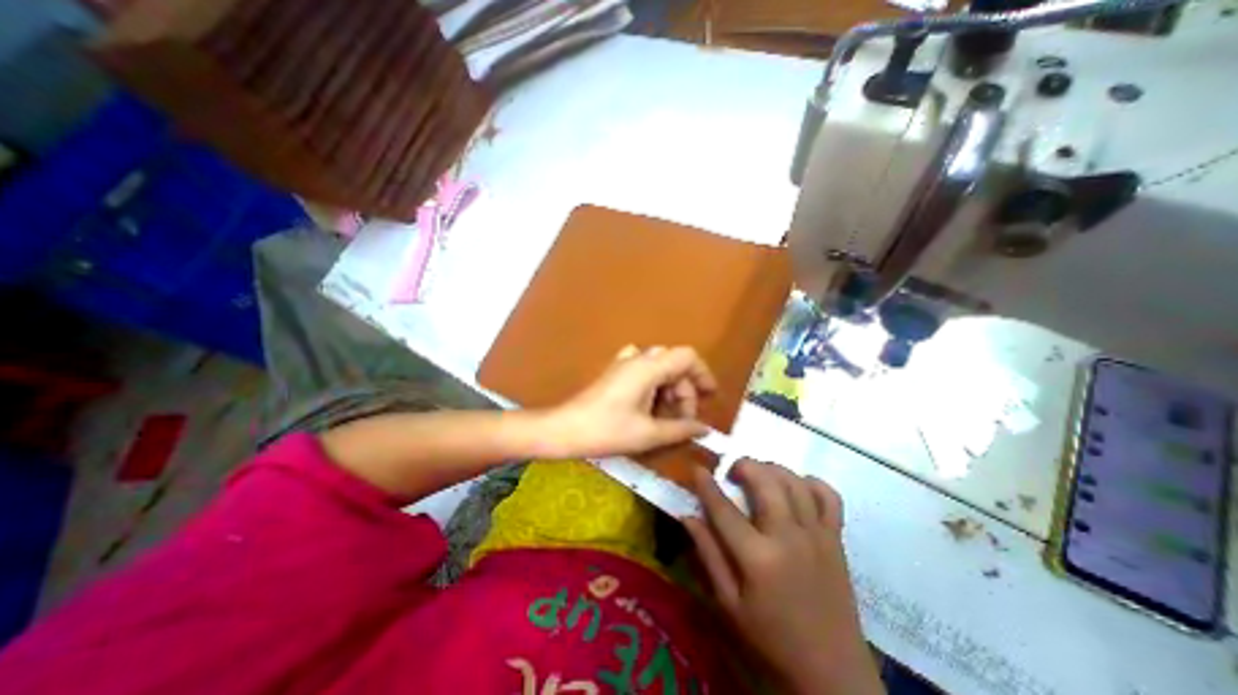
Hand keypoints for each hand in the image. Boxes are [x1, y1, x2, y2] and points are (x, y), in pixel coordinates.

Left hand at [542, 344, 721, 457]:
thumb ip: (681, 429)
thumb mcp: (648, 433)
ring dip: (669, 390)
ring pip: (660, 368)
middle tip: (683, 419)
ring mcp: (624, 363)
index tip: (709, 397)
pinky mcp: (615, 372)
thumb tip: (705, 429)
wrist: (564, 429)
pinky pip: (643, 371)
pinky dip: (653, 386)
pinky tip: (648, 405)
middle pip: (674, 364)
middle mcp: (638, 358)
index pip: (687, 356)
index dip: (702, 374)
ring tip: (665, 417)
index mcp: (648, 367)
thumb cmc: (607, 430)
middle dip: (684, 391)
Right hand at [688, 459, 879, 690]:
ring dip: (772, 469)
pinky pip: (829, 496)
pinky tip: (796, 487)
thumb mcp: (728, 605)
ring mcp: (817, 535)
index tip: (697, 469)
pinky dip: (811, 482)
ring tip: (759, 475)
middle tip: (732, 471)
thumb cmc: (771, 640)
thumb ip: (708, 555)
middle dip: (744, 465)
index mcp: (758, 557)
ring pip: (794, 481)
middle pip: (765, 481)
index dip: (706, 485)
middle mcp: (789, 537)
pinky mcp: (836, 539)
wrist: (833, 675)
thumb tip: (687, 516)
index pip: (724, 509)